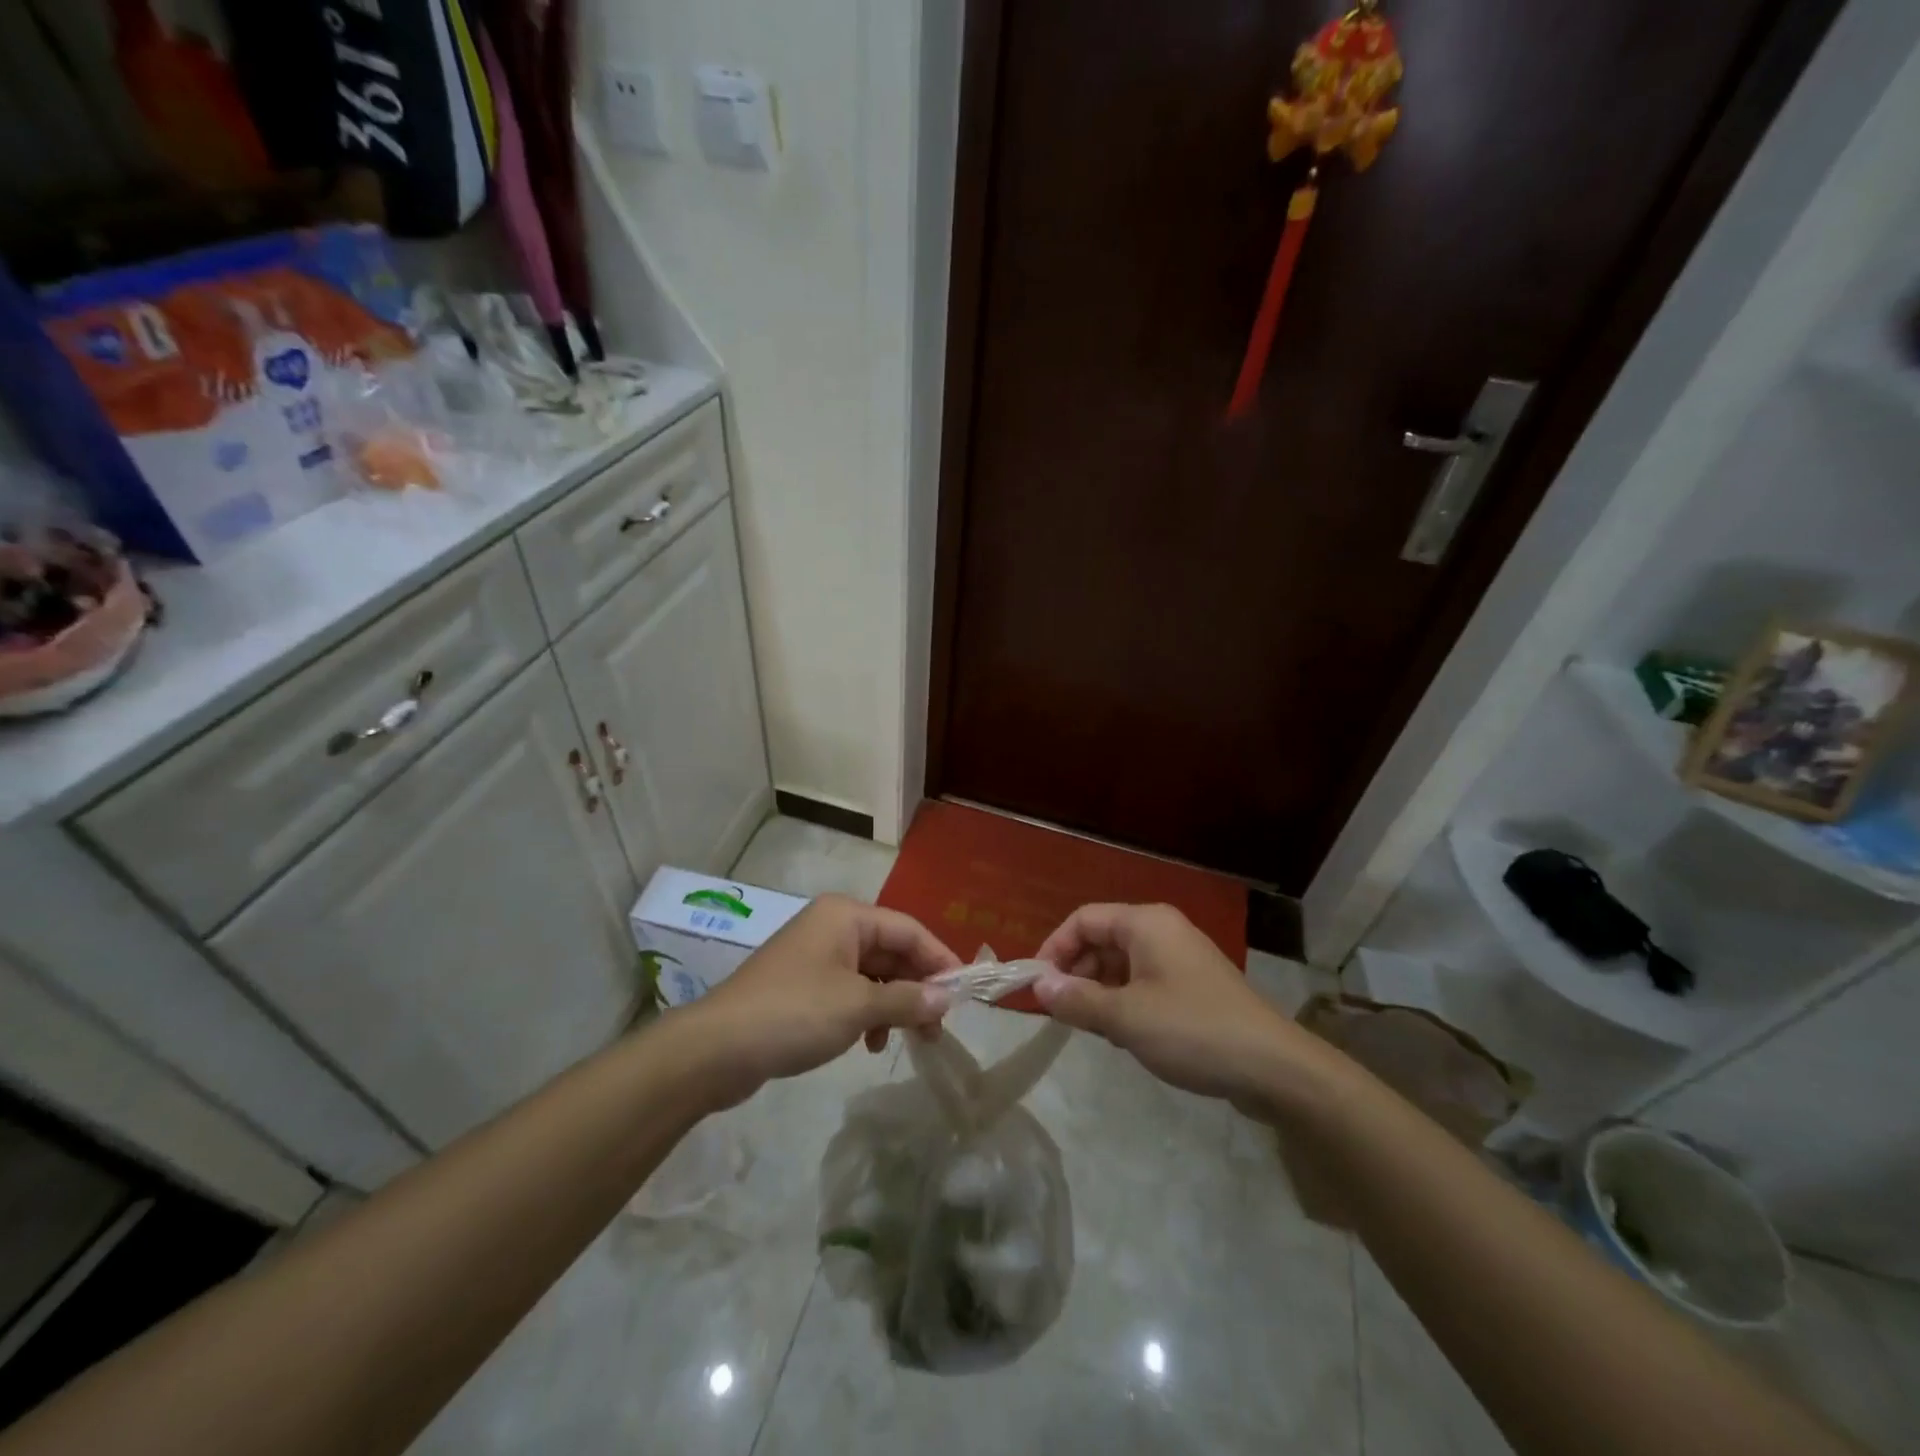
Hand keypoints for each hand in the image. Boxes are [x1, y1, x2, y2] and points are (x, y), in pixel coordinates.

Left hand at [680, 895, 960, 1106]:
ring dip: (894, 1005)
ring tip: (912, 1040)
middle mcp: (833, 927)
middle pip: (892, 951)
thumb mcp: (858, 1007)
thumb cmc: (794, 1014)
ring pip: (873, 975)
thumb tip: (948, 998)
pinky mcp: (803, 985)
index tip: (966, 993)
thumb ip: (907, 1000)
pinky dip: (867, 1014)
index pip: (909, 930)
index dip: (940, 960)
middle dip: (918, 988)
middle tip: (940, 1026)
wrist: (715, 1049)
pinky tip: (870, 1045)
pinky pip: (850, 992)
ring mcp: (816, 956)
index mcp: (846, 916)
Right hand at [1033, 903, 1320, 1115]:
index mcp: (1145, 923)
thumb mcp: (1125, 1018)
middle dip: (1076, 971)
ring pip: (1122, 963)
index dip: (1054, 948)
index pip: (1083, 919)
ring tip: (1090, 1027)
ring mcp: (1181, 957)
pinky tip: (1123, 1034)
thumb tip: (1038, 985)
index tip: (1036, 986)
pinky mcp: (1194, 985)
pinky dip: (1125, 1000)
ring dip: (1099, 990)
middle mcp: (1162, 930)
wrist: (1273, 1067)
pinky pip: (1145, 981)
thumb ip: (1076, 999)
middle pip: (1102, 939)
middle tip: (1060, 1011)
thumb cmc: (1191, 1031)